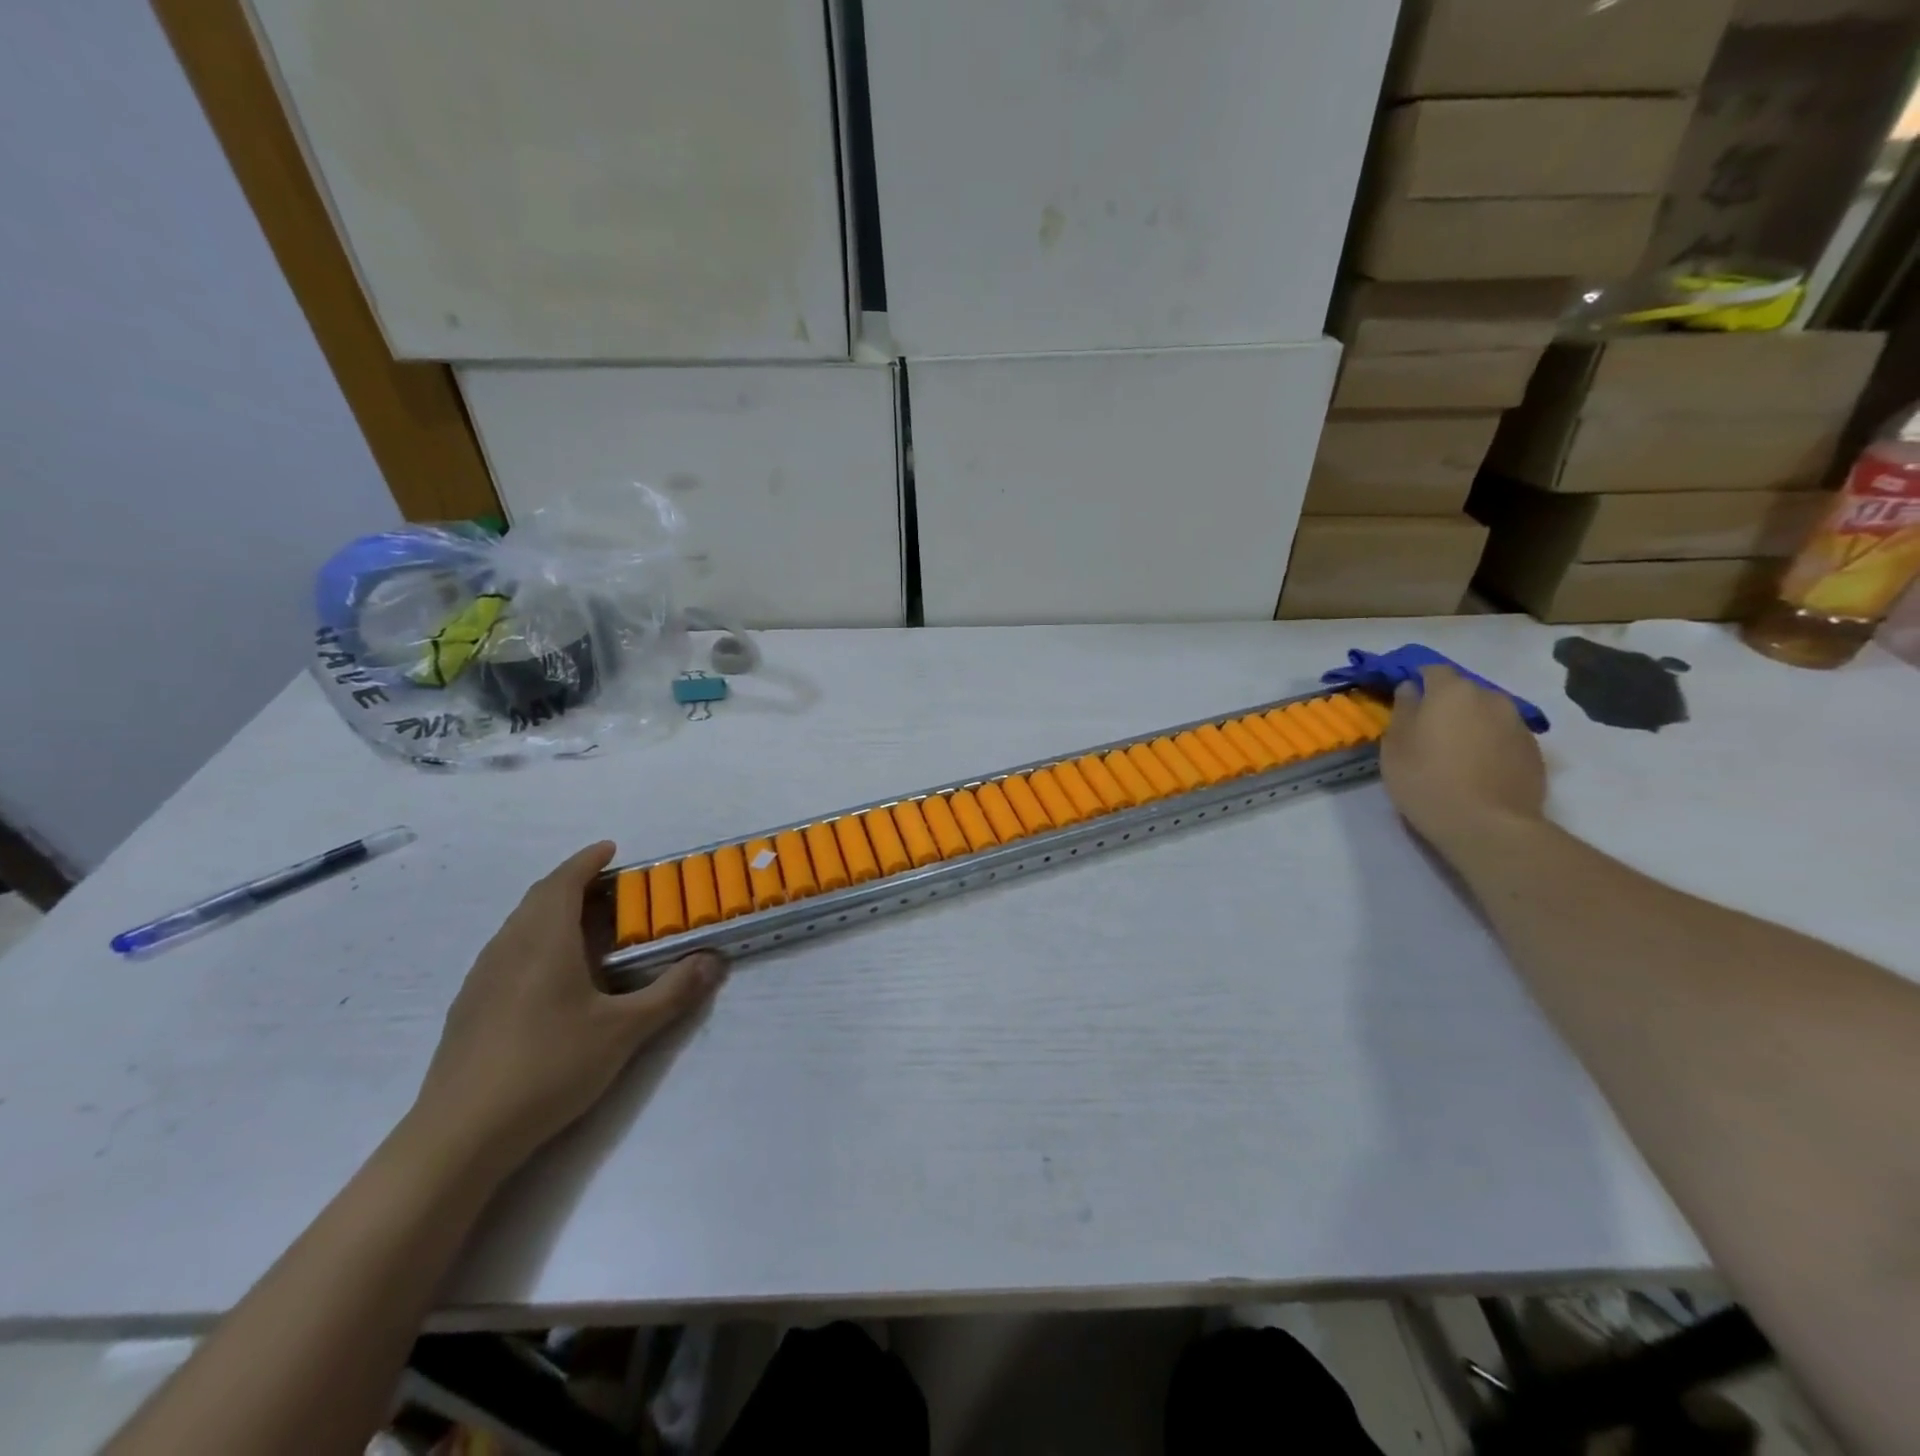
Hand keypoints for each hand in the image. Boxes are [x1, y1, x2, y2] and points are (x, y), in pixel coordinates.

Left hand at [409, 842, 724, 1172]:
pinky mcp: (470, 1008)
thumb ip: (671, 992)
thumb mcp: (624, 1030)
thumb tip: (713, 961)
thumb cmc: (548, 1067)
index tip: (611, 849)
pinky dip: (535, 941)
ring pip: (519, 925)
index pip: (564, 881)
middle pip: (539, 898)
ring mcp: (482, 978)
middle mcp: (508, 947)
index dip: (588, 861)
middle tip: (610, 887)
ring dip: (552, 911)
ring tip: (586, 925)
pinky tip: (552, 976)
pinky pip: (507, 952)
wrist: (460, 1135)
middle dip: (573, 883)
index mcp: (543, 940)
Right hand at [1379, 666, 1546, 859]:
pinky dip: (1490, 744)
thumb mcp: (1396, 745)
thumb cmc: (1426, 780)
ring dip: (1471, 724)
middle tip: (1429, 731)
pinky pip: (1505, 736)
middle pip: (1464, 691)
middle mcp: (1491, 698)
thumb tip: (1410, 689)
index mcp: (1452, 691)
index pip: (1432, 670)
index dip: (1417, 681)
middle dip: (1447, 704)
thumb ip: (1403, 710)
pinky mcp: (1535, 751)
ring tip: (1455, 753)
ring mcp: (1518, 724)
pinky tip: (1478, 769)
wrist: (1487, 824)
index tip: (1406, 700)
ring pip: (1487, 713)